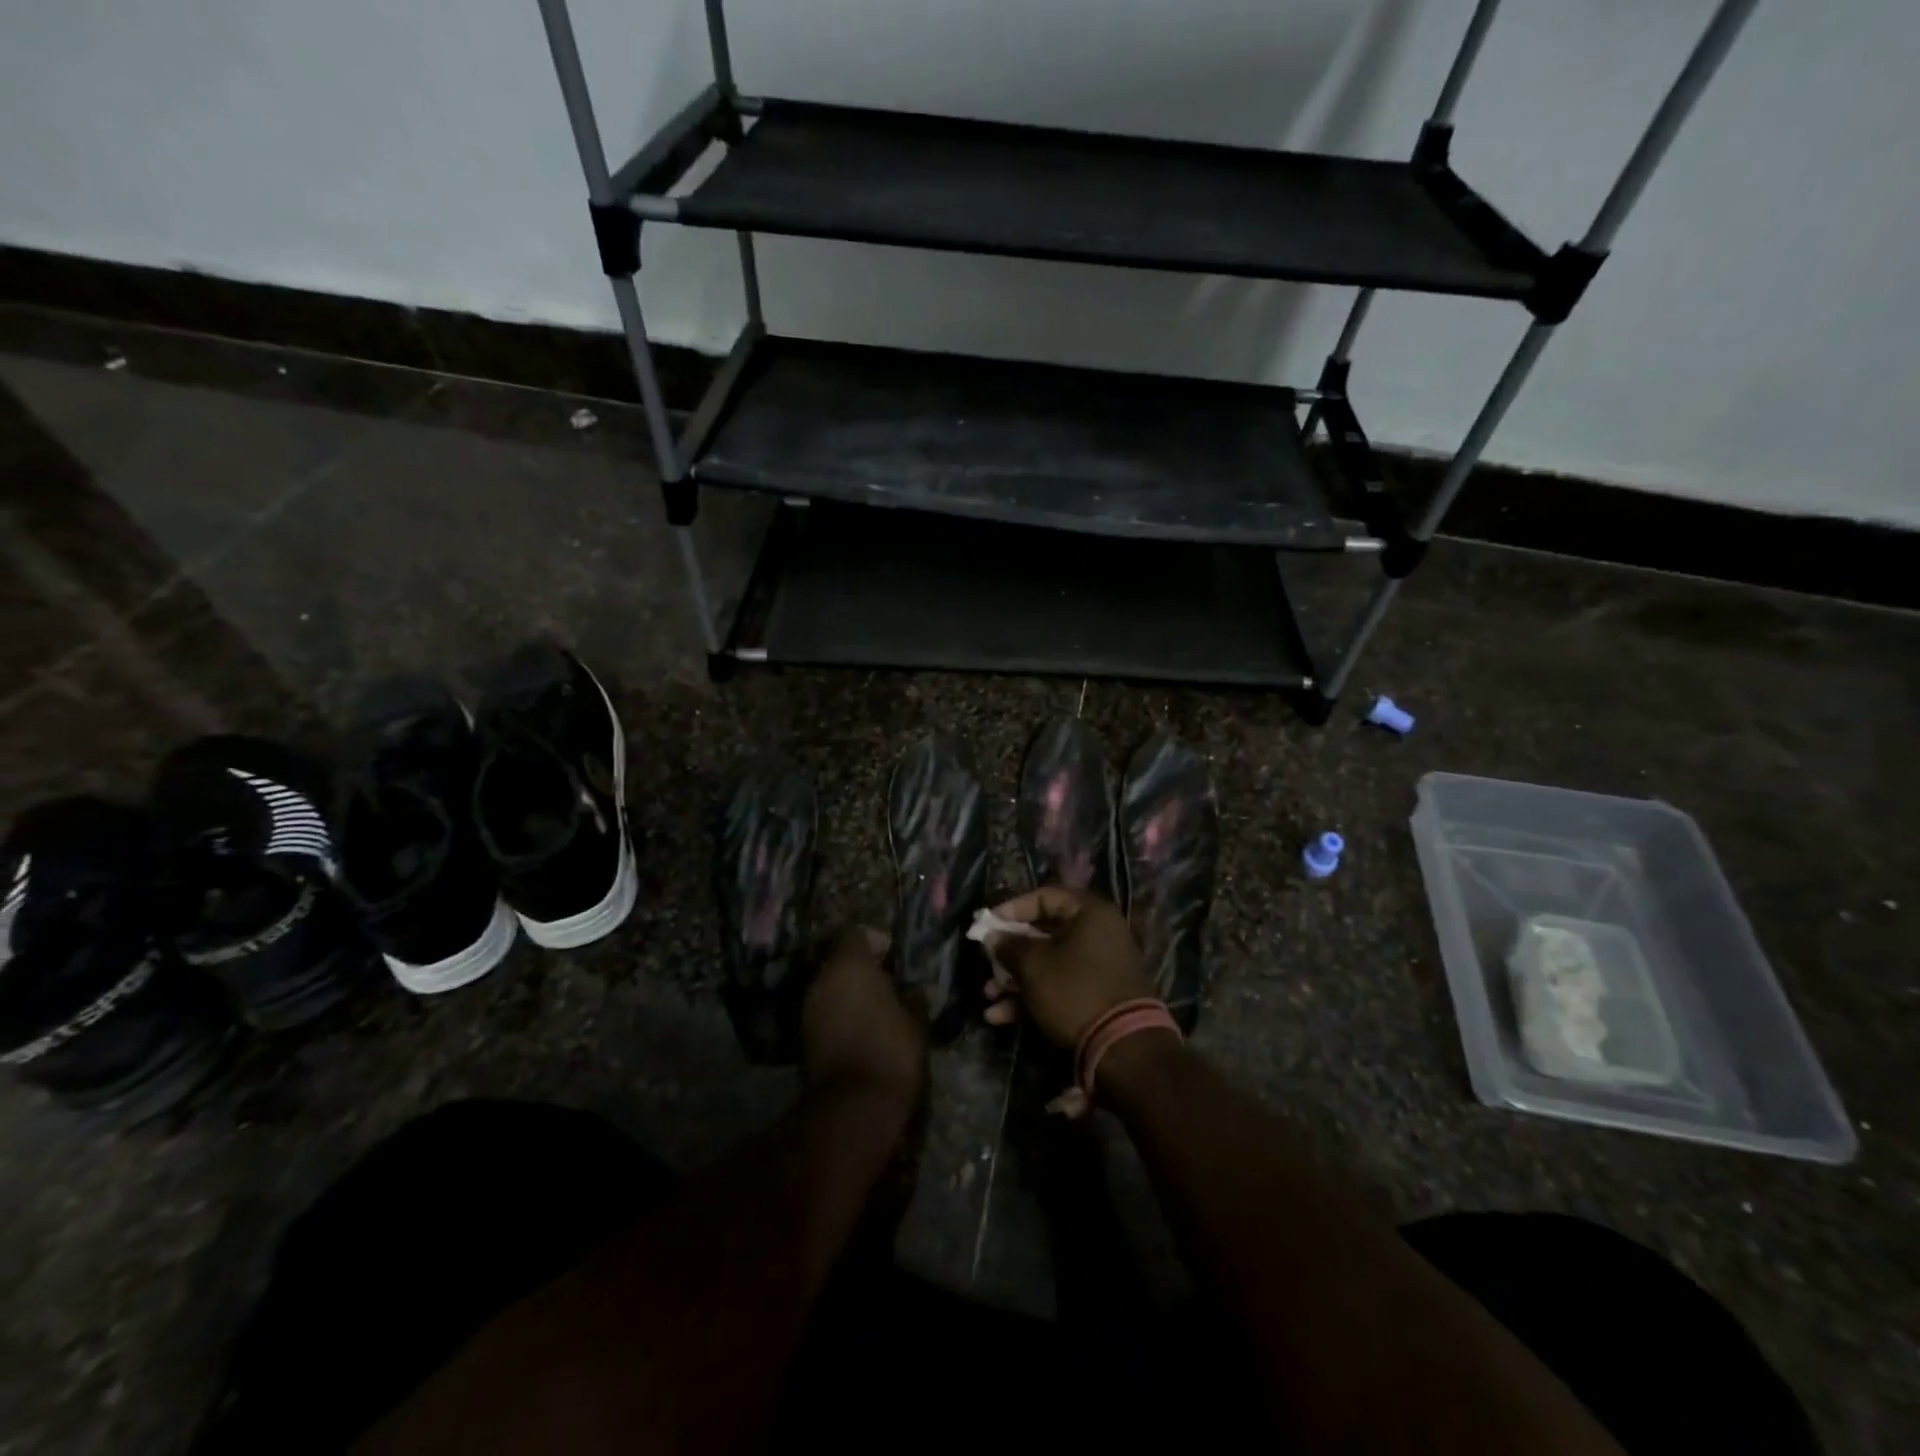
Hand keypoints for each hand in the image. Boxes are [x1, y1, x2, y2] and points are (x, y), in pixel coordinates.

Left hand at [802, 926, 926, 1110]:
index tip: (891, 955)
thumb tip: (912, 990)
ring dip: (848, 993)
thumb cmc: (892, 1050)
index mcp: (851, 964)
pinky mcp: (803, 1034)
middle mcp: (823, 977)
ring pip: (830, 986)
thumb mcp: (915, 1021)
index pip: (856, 935)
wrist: (854, 1104)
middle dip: (860, 969)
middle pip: (840, 961)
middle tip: (885, 982)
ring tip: (874, 1007)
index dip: (874, 942)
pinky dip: (838, 1014)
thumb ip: (912, 998)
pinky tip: (859, 1028)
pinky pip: (824, 1011)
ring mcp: (809, 1006)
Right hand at [981, 887, 1154, 1047]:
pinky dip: (1031, 999)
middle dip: (1010, 953)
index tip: (988, 924)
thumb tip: (994, 937)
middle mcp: (1098, 935)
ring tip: (988, 997)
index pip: (1045, 897)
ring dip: (1015, 980)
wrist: (1123, 1049)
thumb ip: (1009, 946)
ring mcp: (1098, 968)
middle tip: (987, 964)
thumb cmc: (1075, 991)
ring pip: (1048, 965)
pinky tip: (1000, 1017)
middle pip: (1044, 934)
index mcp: (1090, 914)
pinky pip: (1059, 988)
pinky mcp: (1096, 998)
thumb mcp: (1034, 965)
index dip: (1012, 908)